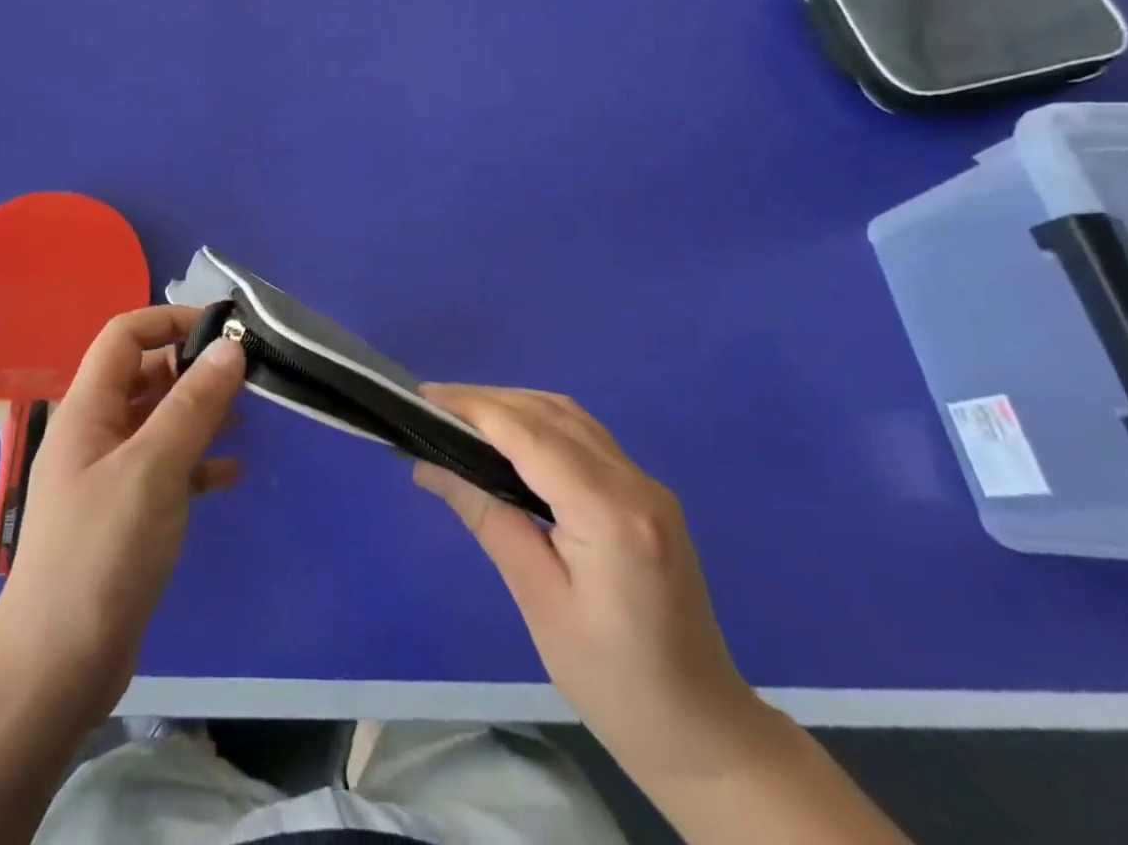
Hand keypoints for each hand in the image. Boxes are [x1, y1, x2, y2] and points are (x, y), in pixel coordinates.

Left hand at [0, 305, 244, 719]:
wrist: (56, 668)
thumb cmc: (101, 552)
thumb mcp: (153, 469)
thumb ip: (193, 404)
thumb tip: (231, 347)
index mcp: (88, 408)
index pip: (124, 335)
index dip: (170, 320)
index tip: (223, 330)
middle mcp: (95, 432)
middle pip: (145, 376)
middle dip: (194, 369)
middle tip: (247, 378)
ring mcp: (109, 475)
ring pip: (160, 422)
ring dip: (201, 413)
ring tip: (248, 418)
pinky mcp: (126, 514)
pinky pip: (167, 469)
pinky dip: (198, 463)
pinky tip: (233, 474)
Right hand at [415, 385, 769, 781]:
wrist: (703, 731)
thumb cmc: (613, 682)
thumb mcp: (538, 601)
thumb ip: (488, 520)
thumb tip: (430, 466)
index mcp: (611, 516)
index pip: (531, 436)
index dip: (474, 408)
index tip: (424, 397)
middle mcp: (636, 484)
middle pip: (550, 414)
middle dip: (488, 401)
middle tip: (432, 404)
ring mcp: (648, 485)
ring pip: (570, 417)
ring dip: (514, 405)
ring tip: (461, 415)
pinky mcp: (647, 493)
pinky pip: (585, 436)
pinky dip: (540, 422)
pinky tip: (510, 436)